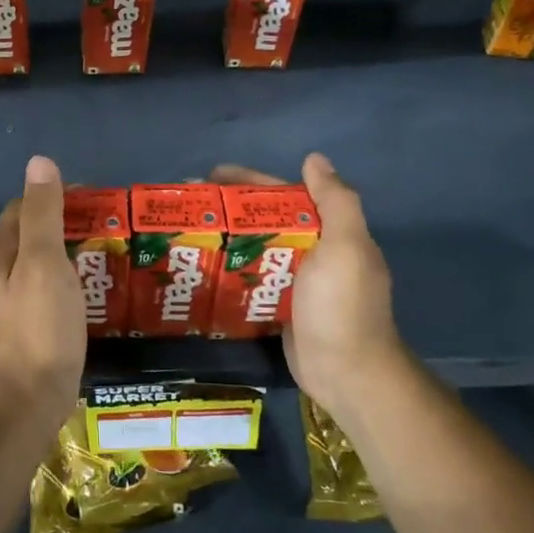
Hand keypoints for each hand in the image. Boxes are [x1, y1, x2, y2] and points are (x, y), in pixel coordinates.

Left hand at [0, 155, 86, 431]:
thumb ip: (43, 213)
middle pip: (36, 235)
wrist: (31, 396)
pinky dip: (78, 280)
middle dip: (69, 222)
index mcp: (6, 252)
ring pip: (48, 264)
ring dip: (75, 252)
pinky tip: (102, 288)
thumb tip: (39, 161)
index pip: (24, 207)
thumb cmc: (40, 324)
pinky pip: (59, 291)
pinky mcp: (39, 327)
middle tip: (111, 223)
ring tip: (114, 250)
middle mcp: (8, 273)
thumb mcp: (43, 261)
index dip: (54, 195)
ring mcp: (22, 303)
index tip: (94, 197)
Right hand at [211, 154, 410, 421]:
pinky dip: (230, 270)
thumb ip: (335, 201)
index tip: (211, 176)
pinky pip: (251, 279)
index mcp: (330, 231)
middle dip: (230, 209)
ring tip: (186, 234)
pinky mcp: (280, 308)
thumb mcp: (345, 247)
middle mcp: (315, 251)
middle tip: (188, 207)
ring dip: (226, 239)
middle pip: (266, 220)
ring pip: (256, 249)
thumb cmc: (340, 307)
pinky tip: (201, 268)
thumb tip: (315, 158)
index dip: (249, 181)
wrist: (348, 374)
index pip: (284, 195)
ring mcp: (297, 282)